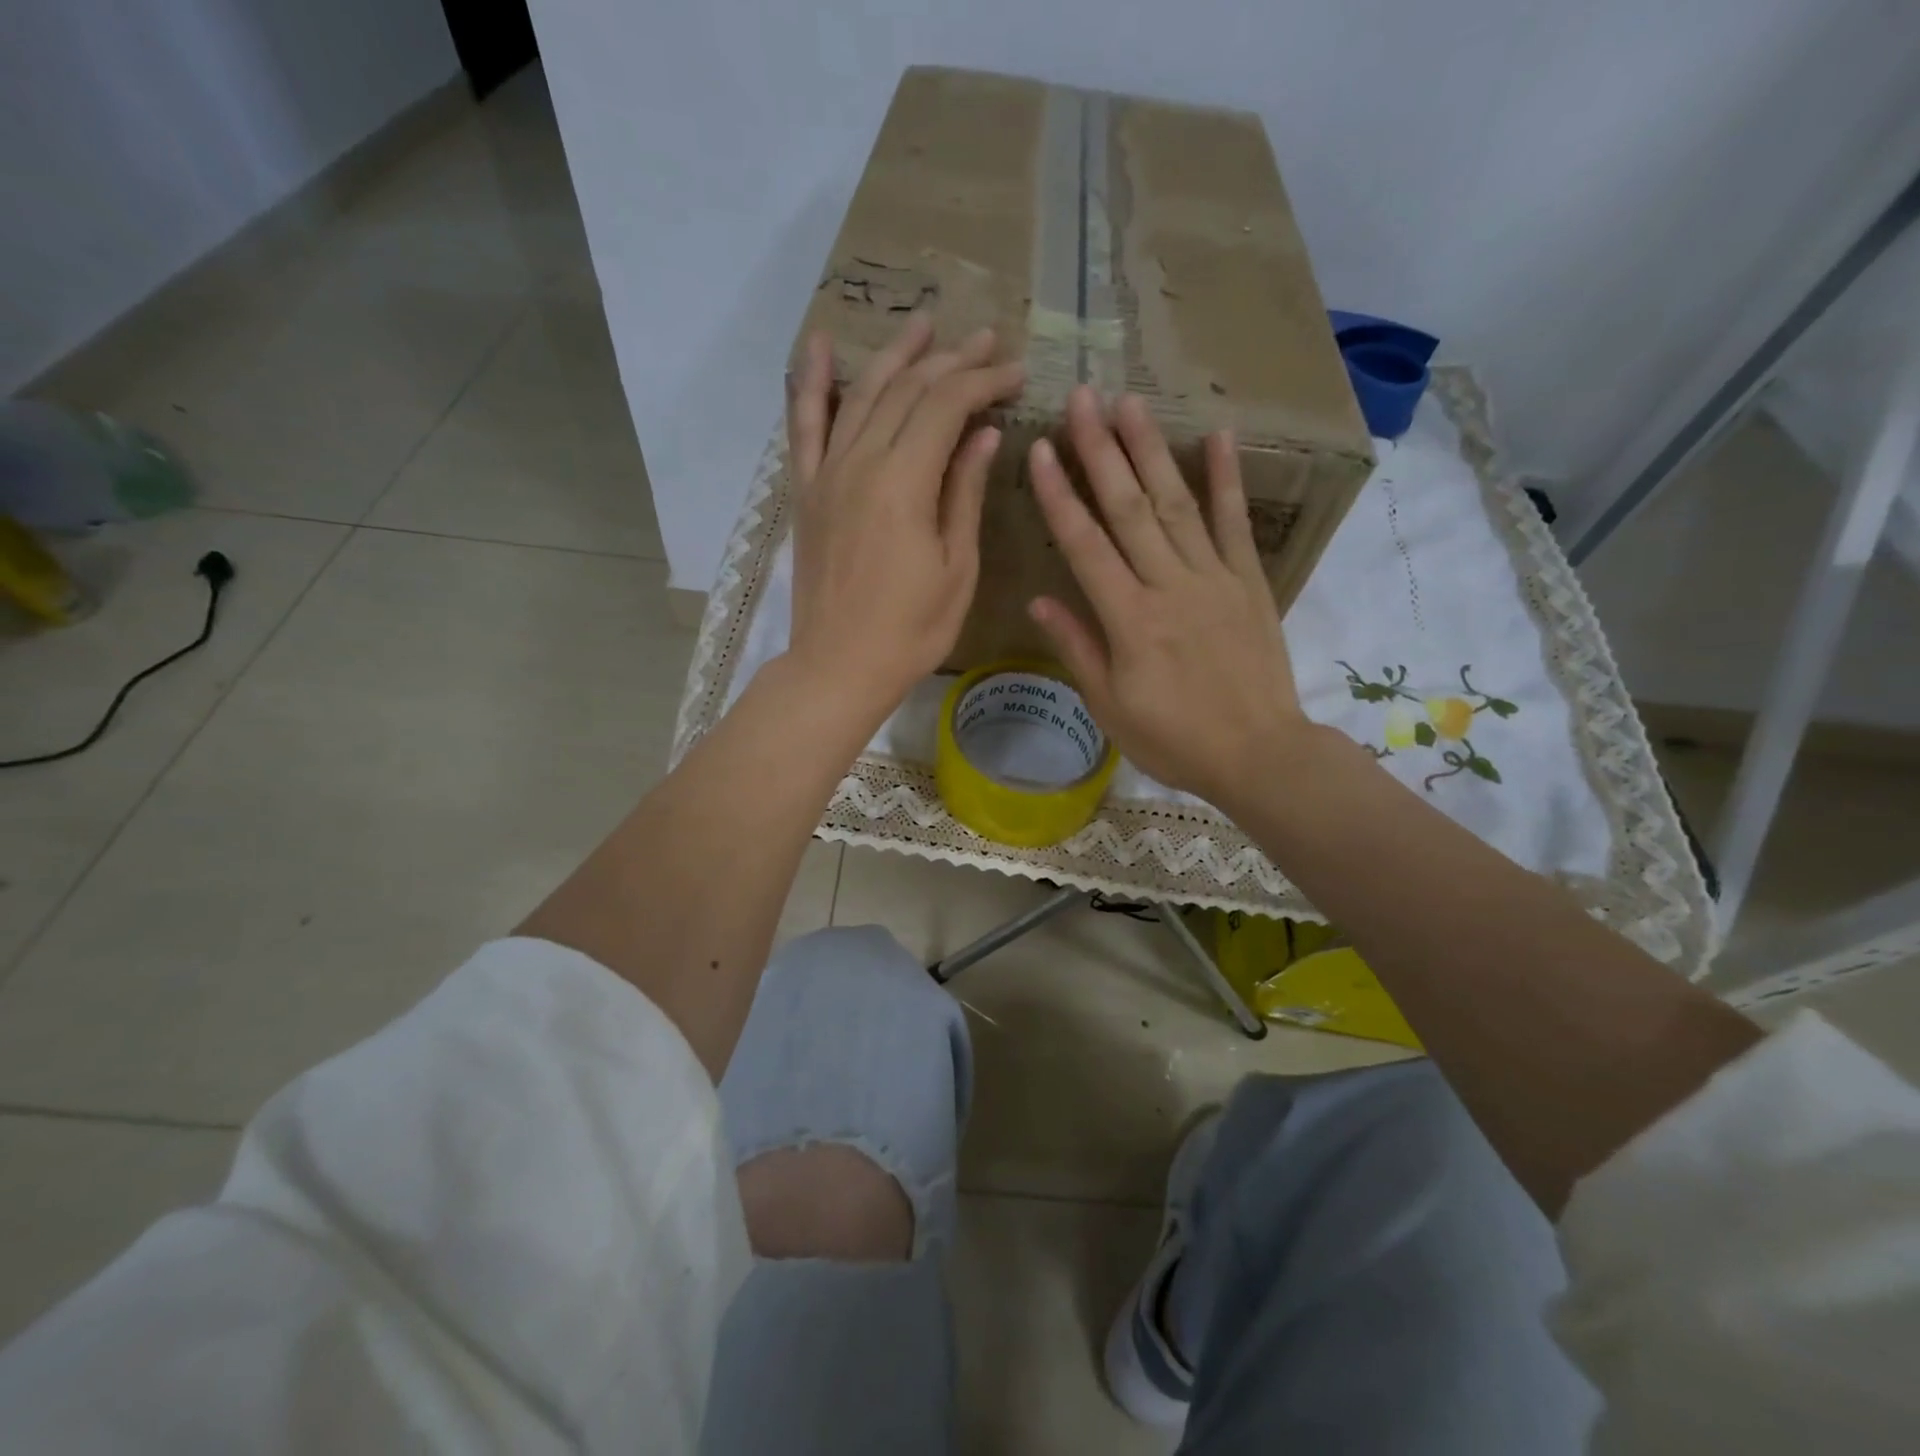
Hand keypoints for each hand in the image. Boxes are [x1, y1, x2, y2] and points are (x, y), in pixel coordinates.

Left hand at [783, 314, 1024, 721]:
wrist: (838, 667)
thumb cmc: (910, 631)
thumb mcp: (956, 568)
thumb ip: (964, 493)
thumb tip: (983, 435)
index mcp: (904, 484)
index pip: (947, 405)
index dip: (984, 381)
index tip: (1016, 373)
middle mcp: (860, 463)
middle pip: (907, 390)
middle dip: (951, 360)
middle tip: (987, 341)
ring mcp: (826, 474)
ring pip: (862, 395)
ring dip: (895, 356)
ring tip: (925, 325)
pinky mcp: (806, 491)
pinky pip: (803, 425)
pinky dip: (812, 383)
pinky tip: (821, 345)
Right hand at [1027, 387, 1309, 809]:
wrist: (1258, 754)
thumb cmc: (1174, 739)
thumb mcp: (1110, 706)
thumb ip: (1076, 647)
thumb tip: (1039, 598)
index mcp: (1128, 619)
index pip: (1084, 546)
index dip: (1059, 496)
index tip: (1039, 450)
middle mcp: (1169, 586)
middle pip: (1128, 509)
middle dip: (1100, 451)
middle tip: (1082, 397)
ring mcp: (1213, 578)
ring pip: (1176, 504)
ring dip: (1151, 450)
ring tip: (1130, 403)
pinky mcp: (1248, 582)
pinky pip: (1235, 524)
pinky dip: (1226, 480)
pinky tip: (1216, 437)